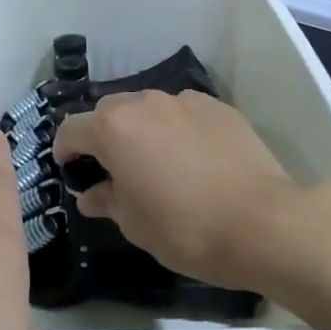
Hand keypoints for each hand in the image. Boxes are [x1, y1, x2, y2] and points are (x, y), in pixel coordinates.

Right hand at [54, 89, 330, 293]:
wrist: (265, 222)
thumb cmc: (186, 228)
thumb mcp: (135, 224)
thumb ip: (107, 200)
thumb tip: (92, 194)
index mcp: (114, 129)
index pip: (71, 129)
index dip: (65, 150)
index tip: (71, 171)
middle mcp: (145, 103)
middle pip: (109, 112)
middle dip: (104, 136)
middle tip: (115, 170)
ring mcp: (185, 101)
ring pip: (148, 108)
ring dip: (143, 130)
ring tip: (159, 162)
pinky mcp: (218, 106)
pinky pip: (183, 113)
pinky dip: (178, 129)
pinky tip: (195, 159)